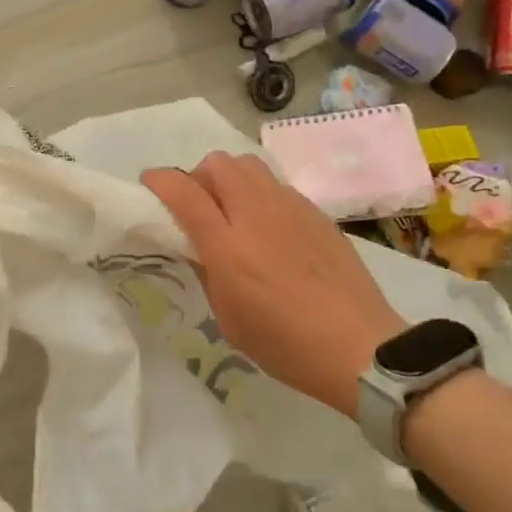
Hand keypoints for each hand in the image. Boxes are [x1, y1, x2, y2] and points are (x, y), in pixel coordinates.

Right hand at [143, 152, 406, 415]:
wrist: (360, 348)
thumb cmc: (285, 345)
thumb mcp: (228, 319)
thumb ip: (206, 272)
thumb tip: (195, 245)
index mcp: (228, 246)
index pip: (184, 192)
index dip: (160, 181)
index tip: (150, 184)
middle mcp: (257, 215)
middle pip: (218, 164)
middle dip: (199, 176)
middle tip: (199, 206)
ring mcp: (291, 208)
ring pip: (249, 165)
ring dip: (230, 179)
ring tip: (233, 211)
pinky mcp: (317, 213)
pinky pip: (277, 186)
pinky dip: (261, 194)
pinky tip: (270, 228)